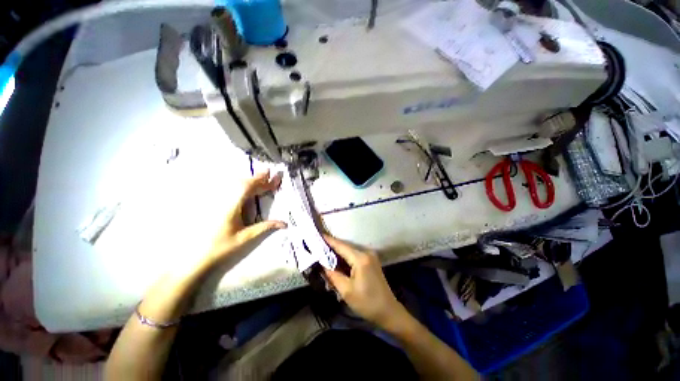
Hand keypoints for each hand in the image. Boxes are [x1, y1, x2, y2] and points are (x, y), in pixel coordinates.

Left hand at [207, 170, 286, 262]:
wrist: (196, 258)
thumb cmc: (221, 247)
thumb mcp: (246, 238)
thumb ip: (265, 227)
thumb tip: (284, 224)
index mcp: (232, 207)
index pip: (247, 188)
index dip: (260, 181)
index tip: (271, 175)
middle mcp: (224, 201)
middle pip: (242, 184)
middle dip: (257, 179)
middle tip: (270, 175)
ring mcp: (218, 203)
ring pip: (235, 186)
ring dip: (250, 182)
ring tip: (261, 180)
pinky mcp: (215, 207)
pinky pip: (230, 192)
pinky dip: (242, 187)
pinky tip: (246, 190)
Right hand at [323, 235, 406, 327]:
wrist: (388, 311)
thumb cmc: (367, 302)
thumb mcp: (346, 290)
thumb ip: (333, 275)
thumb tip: (322, 264)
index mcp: (360, 258)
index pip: (341, 246)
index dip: (329, 240)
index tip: (318, 235)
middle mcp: (366, 253)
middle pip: (345, 247)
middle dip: (331, 248)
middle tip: (318, 248)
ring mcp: (370, 256)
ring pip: (349, 252)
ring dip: (338, 254)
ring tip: (324, 255)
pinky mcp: (371, 261)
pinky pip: (354, 257)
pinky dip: (345, 259)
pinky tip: (337, 263)